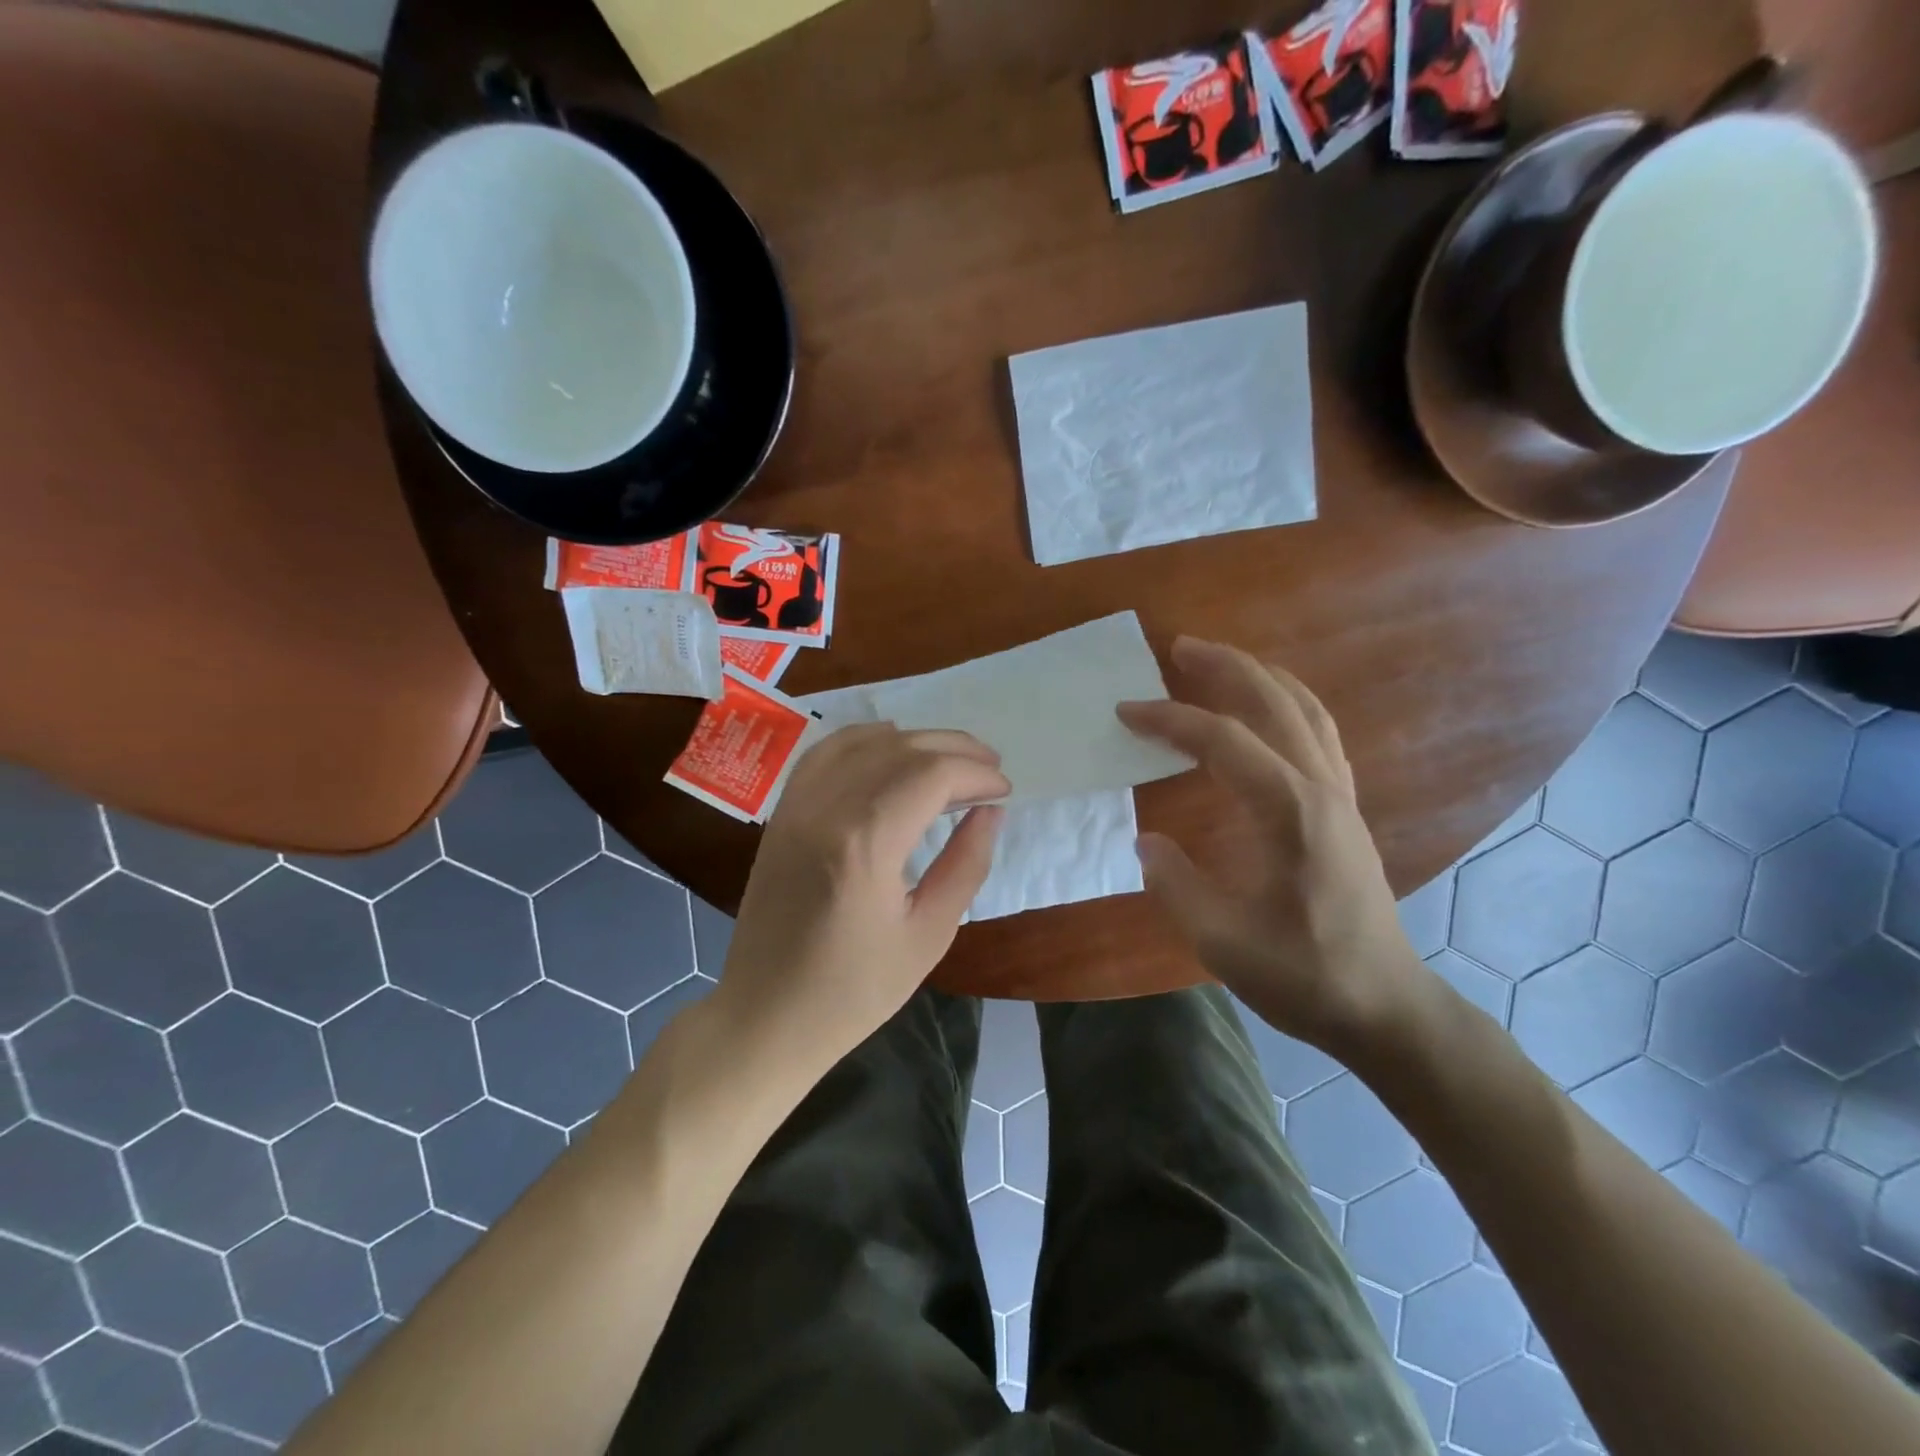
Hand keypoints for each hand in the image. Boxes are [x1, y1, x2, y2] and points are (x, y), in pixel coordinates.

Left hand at [714, 724, 1008, 1070]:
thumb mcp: (929, 935)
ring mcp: (796, 808)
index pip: (931, 776)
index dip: (975, 774)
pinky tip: (890, 748)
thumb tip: (990, 812)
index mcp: (865, 845)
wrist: (765, 1017)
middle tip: (990, 766)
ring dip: (913, 740)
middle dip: (953, 749)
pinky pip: (823, 754)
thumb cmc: (854, 991)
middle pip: (900, 749)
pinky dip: (863, 741)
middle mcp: (825, 810)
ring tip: (950, 756)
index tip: (1004, 790)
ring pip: (862, 743)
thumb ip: (965, 865)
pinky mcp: (781, 815)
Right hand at [1118, 638, 1428, 1055]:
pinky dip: (1286, 706)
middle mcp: (1320, 789)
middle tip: (1178, 647)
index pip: (1224, 742)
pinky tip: (1265, 714)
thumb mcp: (1223, 941)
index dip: (1170, 720)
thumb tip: (1149, 842)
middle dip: (1224, 668)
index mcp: (1290, 813)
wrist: (1386, 1007)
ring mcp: (1339, 796)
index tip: (1126, 712)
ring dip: (1260, 678)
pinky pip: (1318, 735)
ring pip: (1305, 712)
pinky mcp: (1344, 810)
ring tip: (1219, 663)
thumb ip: (1176, 885)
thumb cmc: (1306, 975)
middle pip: (1275, 703)